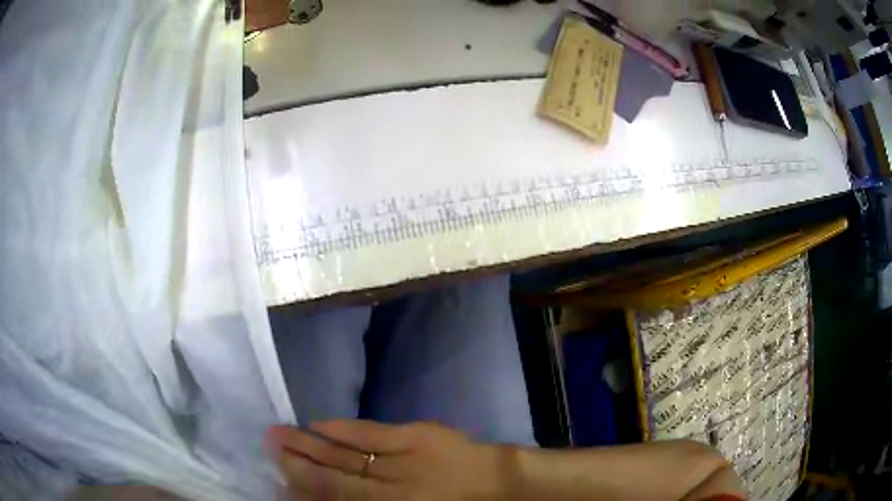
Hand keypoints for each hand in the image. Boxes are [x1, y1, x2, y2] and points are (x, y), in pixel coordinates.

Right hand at [266, 420, 511, 499]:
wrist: (498, 483)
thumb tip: (329, 495)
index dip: (307, 492)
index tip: (279, 482)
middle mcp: (391, 492)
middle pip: (335, 480)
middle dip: (298, 466)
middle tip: (268, 449)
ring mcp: (403, 462)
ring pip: (346, 456)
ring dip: (310, 445)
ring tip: (280, 435)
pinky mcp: (417, 436)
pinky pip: (371, 432)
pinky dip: (341, 429)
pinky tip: (317, 423)